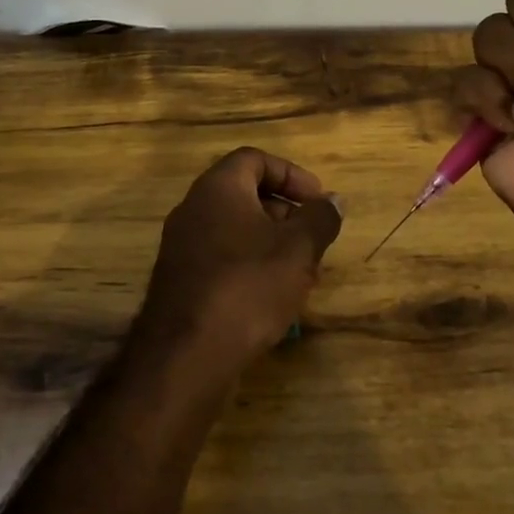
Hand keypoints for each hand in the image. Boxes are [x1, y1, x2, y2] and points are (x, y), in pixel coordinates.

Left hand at [133, 147, 342, 379]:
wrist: (186, 354)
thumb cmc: (248, 286)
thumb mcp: (298, 250)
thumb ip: (320, 219)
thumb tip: (334, 201)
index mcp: (217, 188)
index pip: (254, 159)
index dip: (291, 174)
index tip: (317, 200)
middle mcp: (193, 209)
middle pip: (244, 195)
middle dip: (285, 214)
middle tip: (314, 239)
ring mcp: (181, 246)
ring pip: (235, 230)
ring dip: (271, 244)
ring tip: (302, 274)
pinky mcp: (180, 281)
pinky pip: (221, 259)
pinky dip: (250, 267)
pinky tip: (273, 299)